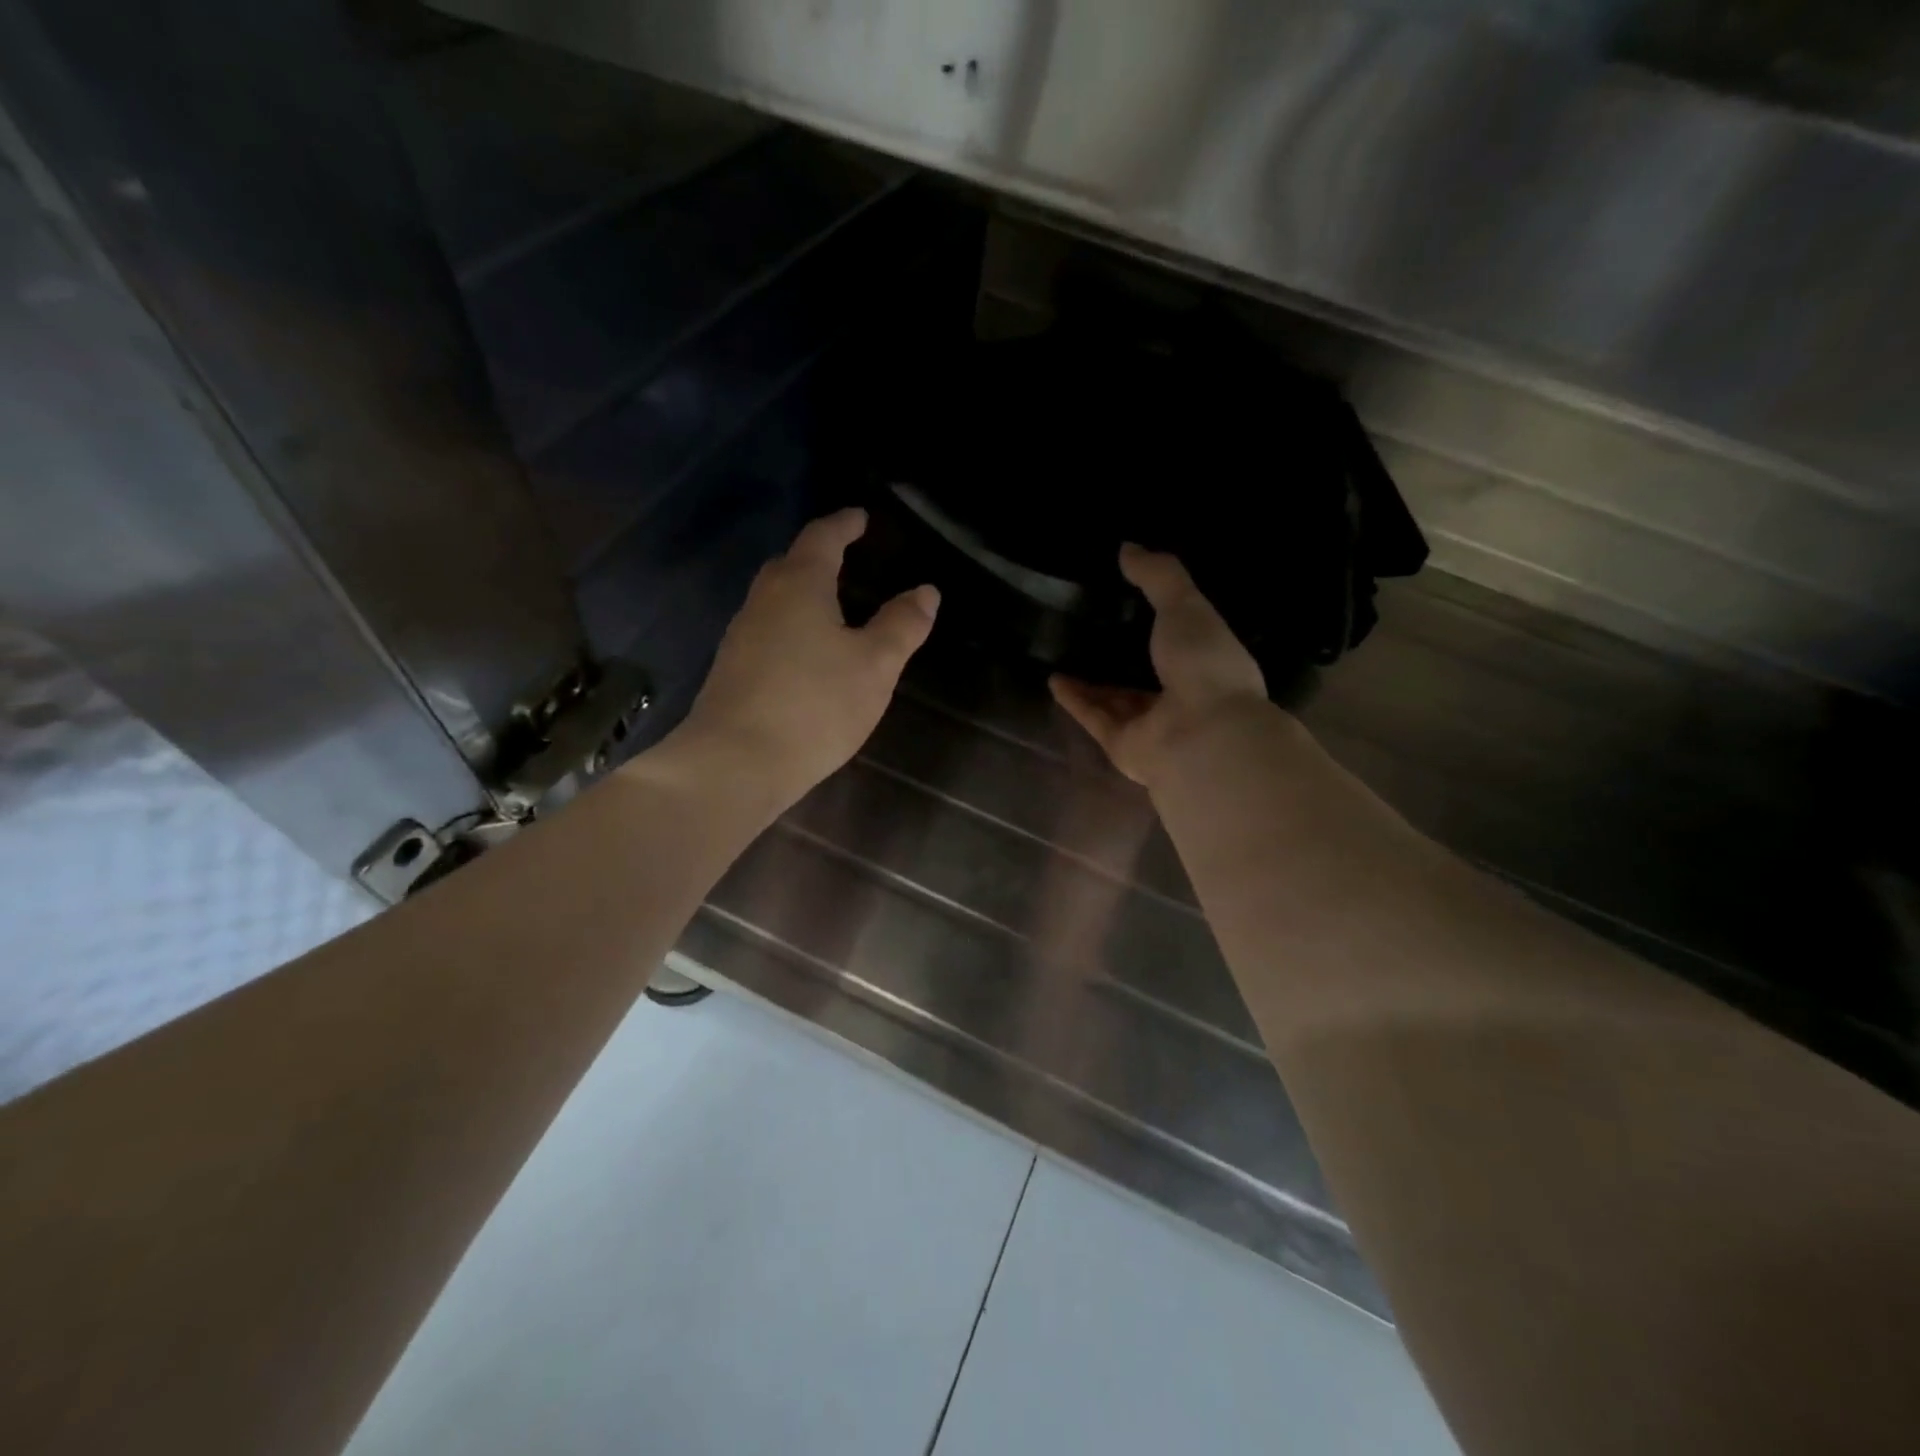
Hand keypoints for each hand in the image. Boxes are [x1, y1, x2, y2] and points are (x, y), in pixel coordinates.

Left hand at [673, 508, 938, 806]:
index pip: (822, 538)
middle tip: (846, 558)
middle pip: (790, 564)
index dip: (844, 524)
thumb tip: (926, 591)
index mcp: (799, 585)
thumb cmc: (815, 705)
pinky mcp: (731, 670)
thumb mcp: (875, 666)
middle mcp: (763, 600)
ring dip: (802, 594)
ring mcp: (740, 636)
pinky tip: (805, 654)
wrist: (735, 762)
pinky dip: (790, 627)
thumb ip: (902, 625)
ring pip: (775, 600)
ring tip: (831, 607)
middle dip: (818, 556)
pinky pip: (766, 632)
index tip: (860, 517)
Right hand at [1050, 544, 1267, 787]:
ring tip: (1062, 655)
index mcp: (1206, 664)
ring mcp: (1151, 726)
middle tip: (1088, 630)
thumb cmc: (1203, 664)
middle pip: (1144, 675)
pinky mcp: (1122, 746)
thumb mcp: (1186, 606)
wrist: (1201, 735)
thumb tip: (1127, 547)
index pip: (1181, 640)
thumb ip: (1159, 576)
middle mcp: (1181, 698)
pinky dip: (1075, 700)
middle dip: (1120, 657)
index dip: (1159, 622)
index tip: (1130, 601)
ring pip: (1116, 701)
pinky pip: (1094, 718)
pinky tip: (1053, 680)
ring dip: (1091, 683)